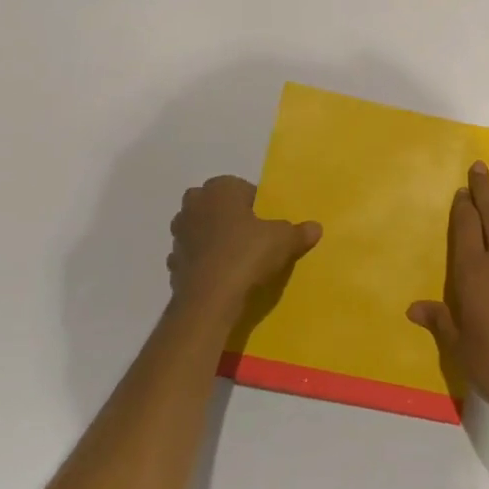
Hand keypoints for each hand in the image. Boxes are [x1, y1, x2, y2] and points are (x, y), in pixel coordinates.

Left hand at [168, 176, 320, 316]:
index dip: (256, 205)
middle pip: (215, 205)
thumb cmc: (247, 255)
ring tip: (236, 258)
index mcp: (220, 189)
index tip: (267, 224)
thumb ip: (299, 231)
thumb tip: (316, 228)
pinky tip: (220, 276)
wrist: (210, 300)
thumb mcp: (284, 240)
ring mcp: (179, 234)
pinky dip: (202, 263)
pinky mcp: (172, 263)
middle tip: (251, 237)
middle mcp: (195, 205)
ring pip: (199, 230)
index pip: (241, 188)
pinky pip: (192, 257)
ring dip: (212, 239)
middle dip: (229, 217)